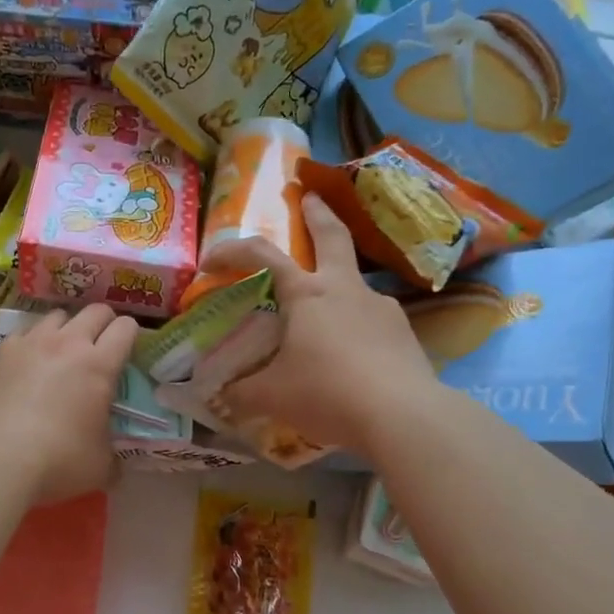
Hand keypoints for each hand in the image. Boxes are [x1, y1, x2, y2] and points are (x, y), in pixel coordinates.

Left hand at [0, 304, 140, 503]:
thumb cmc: (58, 462)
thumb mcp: (101, 466)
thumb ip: (113, 453)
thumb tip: (114, 459)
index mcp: (99, 365)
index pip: (126, 328)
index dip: (132, 335)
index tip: (129, 352)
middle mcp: (66, 343)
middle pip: (94, 311)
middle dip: (104, 324)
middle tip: (102, 347)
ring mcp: (30, 343)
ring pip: (57, 316)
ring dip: (66, 329)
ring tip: (62, 352)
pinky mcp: (0, 354)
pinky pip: (24, 333)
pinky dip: (32, 342)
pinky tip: (28, 365)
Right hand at [219, 194, 441, 454]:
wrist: (402, 416)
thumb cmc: (328, 394)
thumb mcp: (272, 396)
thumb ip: (241, 392)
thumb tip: (218, 395)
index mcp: (307, 294)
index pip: (262, 255)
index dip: (232, 251)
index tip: (210, 261)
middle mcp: (345, 289)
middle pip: (332, 236)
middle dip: (318, 213)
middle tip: (310, 197)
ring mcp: (380, 307)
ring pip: (355, 281)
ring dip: (338, 278)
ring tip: (325, 306)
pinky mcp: (403, 332)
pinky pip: (372, 317)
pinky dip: (356, 322)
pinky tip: (353, 349)